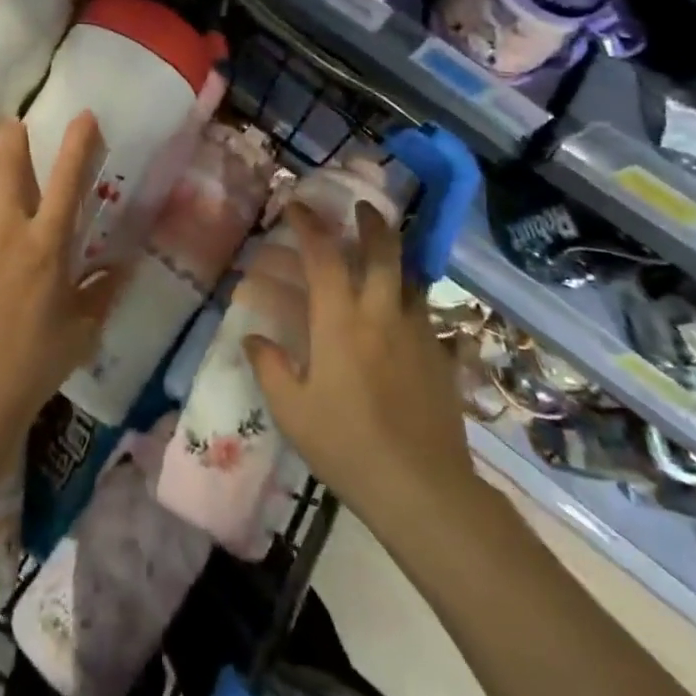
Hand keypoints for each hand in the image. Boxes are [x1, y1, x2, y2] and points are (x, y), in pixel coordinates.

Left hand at [0, 115, 121, 432]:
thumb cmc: (36, 361)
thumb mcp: (84, 327)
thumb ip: (104, 289)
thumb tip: (124, 264)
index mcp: (47, 245)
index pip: (68, 179)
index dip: (78, 142)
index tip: (83, 115)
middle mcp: (5, 229)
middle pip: (6, 159)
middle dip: (11, 134)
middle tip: (14, 130)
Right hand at [245, 203, 486, 526]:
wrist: (423, 489)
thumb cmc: (347, 446)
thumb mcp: (292, 411)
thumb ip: (270, 367)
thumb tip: (253, 338)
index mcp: (340, 320)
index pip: (323, 255)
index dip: (308, 224)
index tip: (296, 206)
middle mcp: (382, 314)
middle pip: (383, 250)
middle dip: (371, 222)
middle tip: (361, 209)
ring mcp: (418, 333)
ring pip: (411, 278)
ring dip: (396, 259)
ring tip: (384, 258)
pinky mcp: (442, 359)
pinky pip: (429, 316)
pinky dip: (415, 305)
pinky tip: (409, 320)